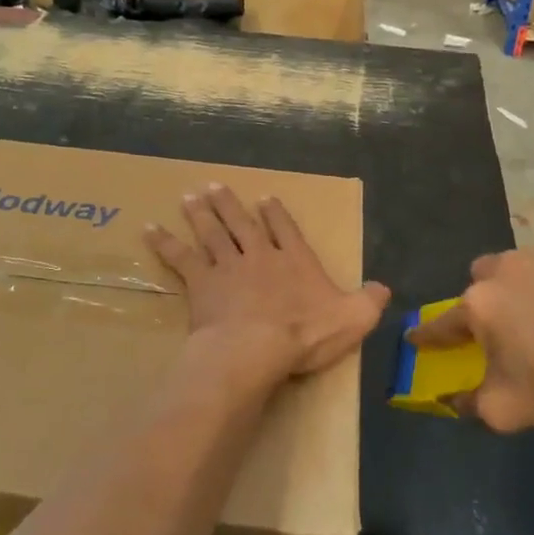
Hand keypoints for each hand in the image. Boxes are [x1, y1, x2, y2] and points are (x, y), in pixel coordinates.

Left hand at [146, 184, 389, 384]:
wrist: (256, 348)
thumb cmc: (304, 334)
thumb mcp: (352, 319)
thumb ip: (368, 302)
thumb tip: (383, 288)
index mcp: (294, 261)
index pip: (286, 229)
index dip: (276, 213)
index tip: (265, 198)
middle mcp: (260, 255)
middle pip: (241, 224)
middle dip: (229, 204)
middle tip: (213, 186)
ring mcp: (228, 266)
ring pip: (212, 233)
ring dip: (200, 214)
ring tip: (189, 197)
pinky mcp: (201, 282)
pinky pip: (180, 258)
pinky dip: (165, 243)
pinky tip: (150, 230)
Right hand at [406, 249, 533, 441]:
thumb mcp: (506, 410)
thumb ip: (470, 404)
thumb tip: (453, 401)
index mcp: (480, 305)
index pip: (441, 323)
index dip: (428, 335)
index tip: (416, 338)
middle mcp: (505, 271)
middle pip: (480, 279)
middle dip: (482, 299)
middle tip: (500, 328)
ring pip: (519, 267)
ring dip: (520, 288)